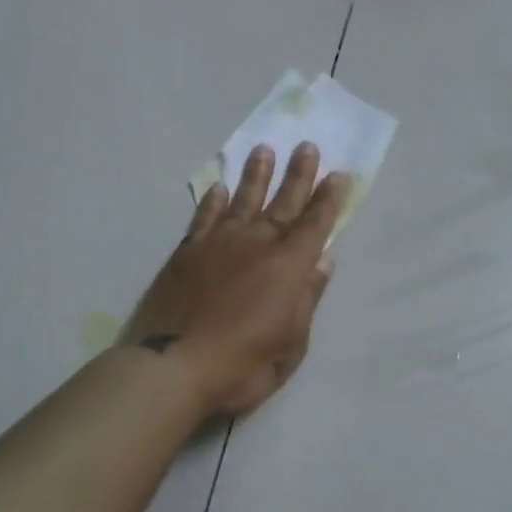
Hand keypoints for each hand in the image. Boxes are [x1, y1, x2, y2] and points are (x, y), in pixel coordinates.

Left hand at [120, 143, 349, 418]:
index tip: (338, 174)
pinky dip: (212, 201)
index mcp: (288, 268)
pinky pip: (204, 218)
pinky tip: (218, 188)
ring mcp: (218, 245)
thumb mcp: (291, 345)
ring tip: (262, 150)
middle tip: (306, 145)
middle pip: (282, 204)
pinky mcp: (187, 252)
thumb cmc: (241, 366)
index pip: (314, 225)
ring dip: (255, 176)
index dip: (328, 200)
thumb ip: (307, 299)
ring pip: (241, 201)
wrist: (173, 366)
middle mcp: (256, 246)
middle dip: (297, 175)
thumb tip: (324, 261)